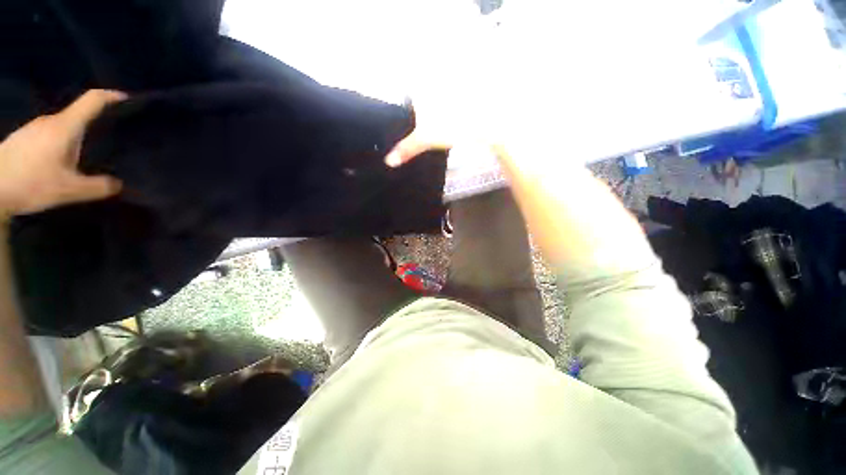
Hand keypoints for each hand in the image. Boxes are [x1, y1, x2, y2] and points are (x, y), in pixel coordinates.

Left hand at [0, 90, 125, 218]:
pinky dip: (61, 142)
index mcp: (65, 126)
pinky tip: (61, 160)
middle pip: (78, 115)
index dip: (111, 96)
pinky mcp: (24, 139)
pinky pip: (49, 135)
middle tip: (111, 137)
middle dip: (95, 122)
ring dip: (76, 135)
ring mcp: (34, 129)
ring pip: (63, 126)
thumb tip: (118, 184)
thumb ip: (99, 186)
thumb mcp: (69, 190)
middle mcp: (50, 121)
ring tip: (87, 152)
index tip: (127, 98)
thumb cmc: (30, 183)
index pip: (92, 100)